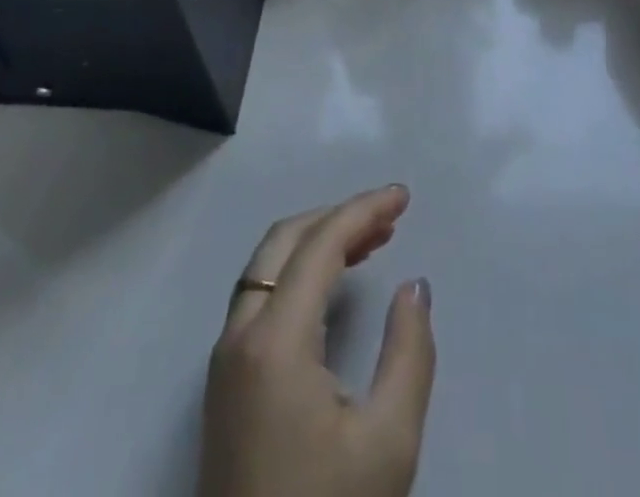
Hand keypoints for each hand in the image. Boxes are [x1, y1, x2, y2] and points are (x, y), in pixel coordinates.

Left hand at [198, 186, 435, 496]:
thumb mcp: (388, 443)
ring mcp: (225, 360)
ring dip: (317, 241)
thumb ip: (409, 352)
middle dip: (338, 216)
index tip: (404, 196)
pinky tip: (332, 286)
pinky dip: (299, 272)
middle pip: (284, 241)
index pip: (320, 244)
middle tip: (389, 215)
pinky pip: (261, 296)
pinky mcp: (225, 384)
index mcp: (273, 340)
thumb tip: (414, 286)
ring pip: (268, 266)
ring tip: (372, 241)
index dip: (364, 210)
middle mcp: (239, 335)